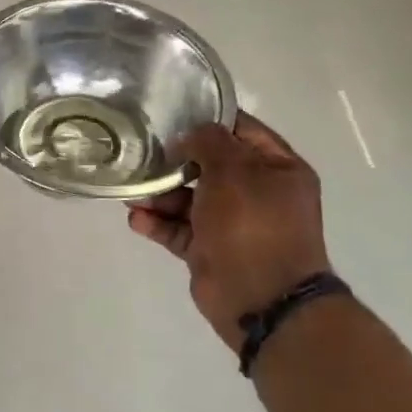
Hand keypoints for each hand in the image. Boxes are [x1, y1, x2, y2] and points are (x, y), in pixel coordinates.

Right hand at [128, 113, 330, 349]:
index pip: (241, 129)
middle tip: (143, 151)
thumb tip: (189, 136)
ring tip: (133, 193)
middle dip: (175, 160)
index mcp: (278, 168)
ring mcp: (234, 223)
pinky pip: (179, 229)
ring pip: (190, 198)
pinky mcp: (210, 250)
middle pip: (210, 164)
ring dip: (159, 194)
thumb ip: (208, 141)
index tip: (172, 111)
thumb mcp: (233, 169)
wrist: (262, 300)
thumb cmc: (252, 224)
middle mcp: (258, 192)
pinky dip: (158, 224)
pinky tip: (137, 219)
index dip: (209, 118)